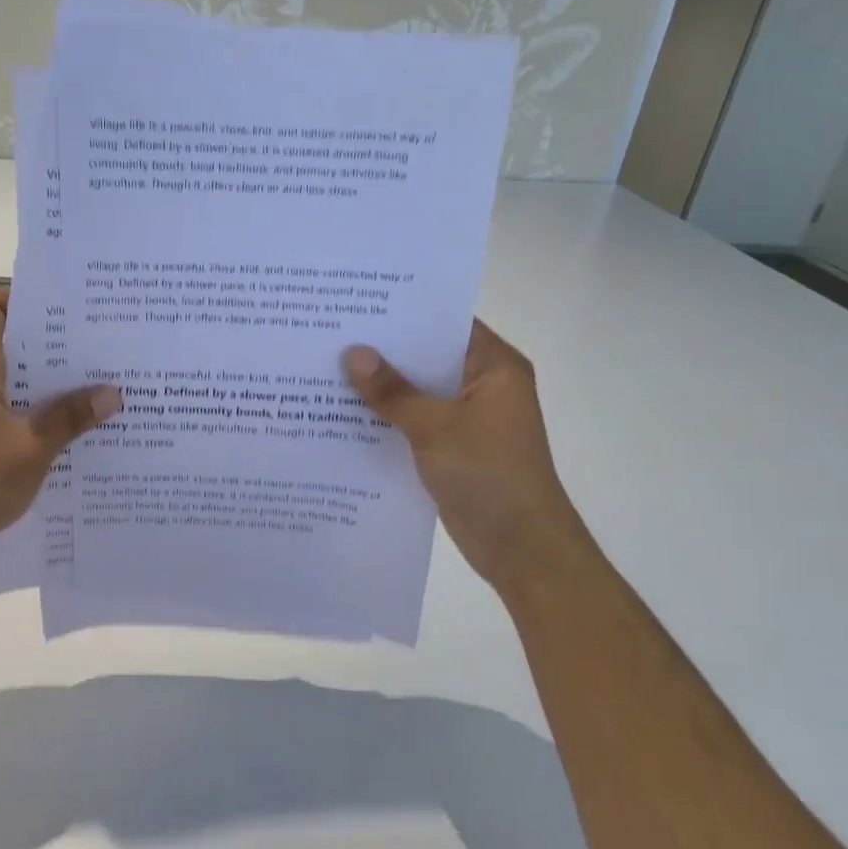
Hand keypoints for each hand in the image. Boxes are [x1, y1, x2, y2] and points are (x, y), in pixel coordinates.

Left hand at [0, 289, 121, 575]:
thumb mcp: (31, 450)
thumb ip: (71, 418)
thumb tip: (113, 392)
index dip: (27, 297)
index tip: (71, 309)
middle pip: (8, 339)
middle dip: (53, 342)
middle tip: (100, 346)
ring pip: (10, 377)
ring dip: (47, 381)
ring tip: (96, 385)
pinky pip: (7, 407)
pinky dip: (35, 410)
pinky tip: (70, 428)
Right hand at [343, 321, 584, 590]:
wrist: (520, 546)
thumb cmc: (488, 474)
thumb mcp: (435, 427)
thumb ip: (392, 391)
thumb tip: (353, 353)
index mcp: (494, 367)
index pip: (446, 324)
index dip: (404, 313)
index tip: (358, 303)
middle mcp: (482, 385)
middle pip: (427, 358)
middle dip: (384, 351)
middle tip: (332, 334)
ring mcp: (467, 419)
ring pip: (417, 392)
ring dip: (381, 388)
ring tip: (327, 368)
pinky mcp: (452, 447)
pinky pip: (414, 422)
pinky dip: (387, 418)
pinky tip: (343, 414)